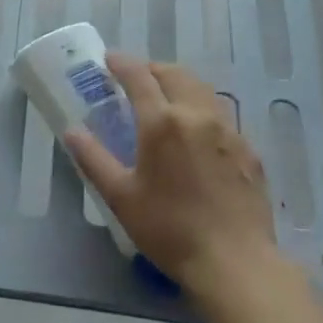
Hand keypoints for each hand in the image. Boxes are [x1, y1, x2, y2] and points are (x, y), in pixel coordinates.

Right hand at [63, 53, 276, 298]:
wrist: (235, 263)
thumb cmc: (169, 229)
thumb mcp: (121, 197)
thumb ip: (93, 159)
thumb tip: (72, 131)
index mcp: (162, 122)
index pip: (139, 77)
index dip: (122, 63)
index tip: (109, 60)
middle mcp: (198, 115)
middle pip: (175, 74)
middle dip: (153, 69)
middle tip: (136, 79)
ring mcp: (229, 131)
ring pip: (203, 91)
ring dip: (180, 85)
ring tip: (166, 100)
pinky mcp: (250, 151)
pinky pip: (222, 117)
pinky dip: (202, 111)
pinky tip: (197, 136)